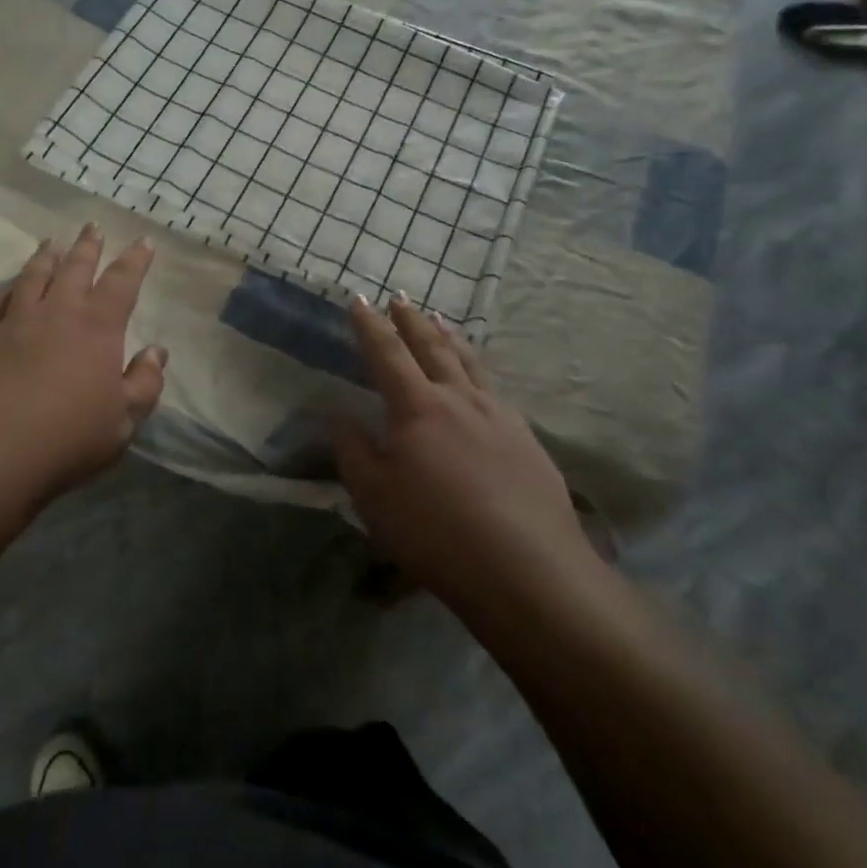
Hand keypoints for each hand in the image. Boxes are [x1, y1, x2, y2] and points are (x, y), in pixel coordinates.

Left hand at [0, 225, 166, 517]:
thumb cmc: (67, 438)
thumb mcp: (124, 421)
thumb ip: (145, 383)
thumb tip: (156, 352)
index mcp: (97, 328)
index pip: (122, 282)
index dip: (135, 260)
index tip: (143, 242)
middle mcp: (57, 312)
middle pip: (75, 268)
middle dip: (88, 245)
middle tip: (93, 226)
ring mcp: (16, 321)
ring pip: (34, 276)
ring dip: (47, 257)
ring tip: (52, 243)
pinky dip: (9, 287)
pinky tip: (11, 286)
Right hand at [335, 296, 586, 608]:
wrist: (527, 569)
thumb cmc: (435, 531)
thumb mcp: (374, 496)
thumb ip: (352, 450)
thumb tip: (338, 415)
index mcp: (417, 407)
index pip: (387, 353)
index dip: (370, 326)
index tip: (359, 299)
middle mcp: (459, 399)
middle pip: (432, 348)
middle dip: (412, 321)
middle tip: (400, 298)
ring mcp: (499, 416)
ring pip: (469, 364)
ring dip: (449, 339)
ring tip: (440, 321)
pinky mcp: (527, 440)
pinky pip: (495, 391)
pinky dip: (478, 372)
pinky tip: (480, 383)